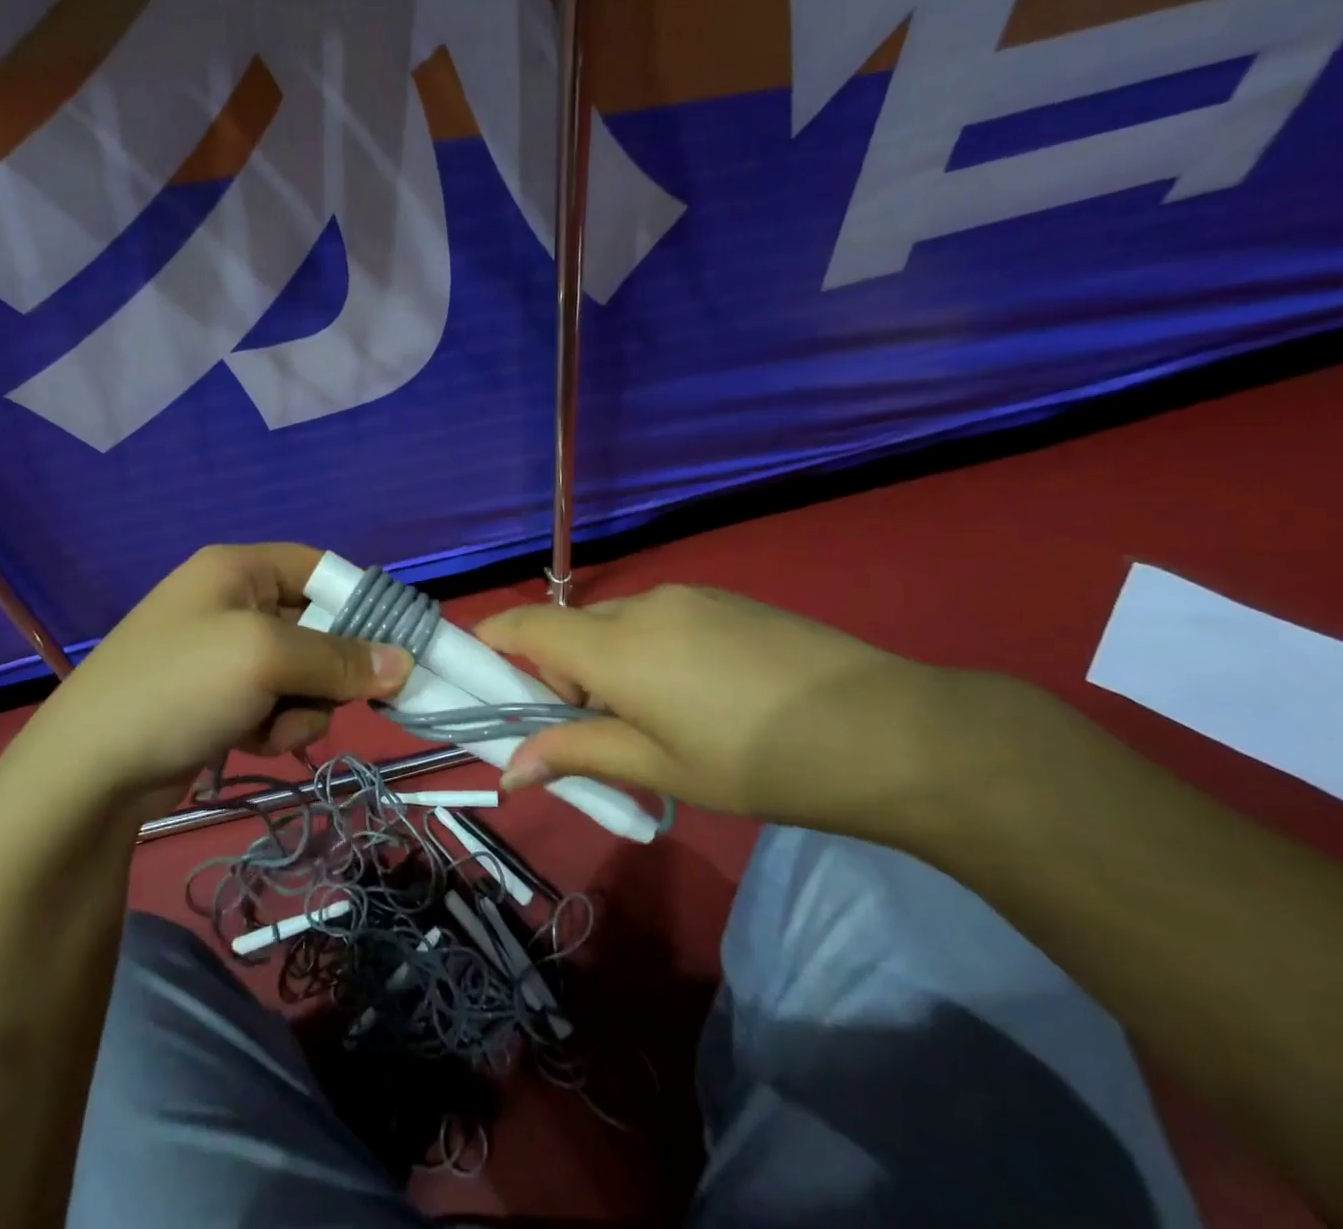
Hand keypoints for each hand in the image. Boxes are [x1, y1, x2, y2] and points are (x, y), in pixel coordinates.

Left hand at [1, 544, 411, 809]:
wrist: (87, 772)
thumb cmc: (178, 688)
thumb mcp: (265, 659)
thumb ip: (340, 659)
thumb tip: (404, 663)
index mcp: (238, 569)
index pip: (320, 569)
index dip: (359, 603)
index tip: (393, 645)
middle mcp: (232, 602)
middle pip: (316, 627)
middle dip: (326, 671)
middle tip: (324, 698)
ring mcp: (222, 654)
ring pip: (302, 675)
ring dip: (302, 707)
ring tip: (271, 728)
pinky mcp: (218, 700)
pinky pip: (276, 704)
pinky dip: (276, 725)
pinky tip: (252, 741)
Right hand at [477, 585, 947, 833]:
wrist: (887, 730)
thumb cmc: (755, 760)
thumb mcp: (658, 765)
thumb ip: (576, 754)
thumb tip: (509, 770)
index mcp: (615, 647)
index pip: (526, 626)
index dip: (493, 640)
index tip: (480, 667)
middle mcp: (641, 606)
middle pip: (572, 629)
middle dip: (563, 671)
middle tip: (595, 729)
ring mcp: (688, 596)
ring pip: (617, 625)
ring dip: (609, 662)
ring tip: (657, 717)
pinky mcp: (725, 599)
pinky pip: (660, 618)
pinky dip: (649, 649)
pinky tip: (700, 692)